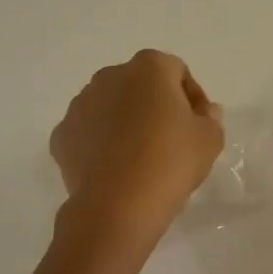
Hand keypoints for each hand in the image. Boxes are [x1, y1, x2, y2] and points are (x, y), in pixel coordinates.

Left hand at [50, 50, 224, 242]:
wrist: (117, 205)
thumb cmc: (170, 162)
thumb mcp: (209, 140)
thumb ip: (210, 118)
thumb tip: (203, 111)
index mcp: (149, 68)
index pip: (177, 72)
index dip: (192, 97)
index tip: (198, 125)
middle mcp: (109, 76)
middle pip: (139, 85)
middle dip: (154, 106)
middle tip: (170, 140)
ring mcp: (80, 104)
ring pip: (109, 107)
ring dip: (124, 123)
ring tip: (139, 157)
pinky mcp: (61, 135)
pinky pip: (88, 134)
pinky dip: (99, 145)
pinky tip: (114, 170)